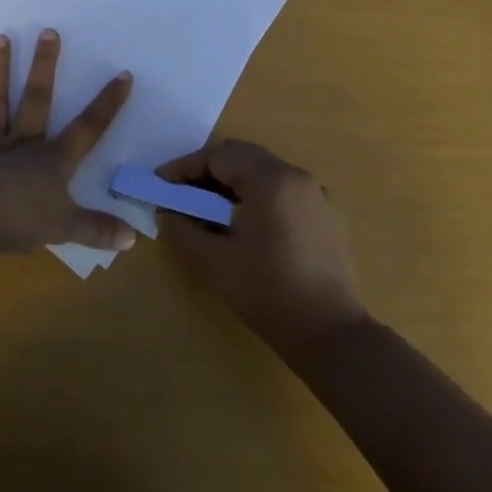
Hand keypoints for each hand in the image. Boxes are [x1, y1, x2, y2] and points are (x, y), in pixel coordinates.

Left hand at [0, 31, 136, 254]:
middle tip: (48, 32)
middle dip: (45, 66)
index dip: (107, 104)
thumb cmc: (20, 221)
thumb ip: (97, 230)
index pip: (88, 128)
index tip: (123, 74)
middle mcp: (22, 145)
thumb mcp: (65, 229)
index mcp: (52, 160)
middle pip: (38, 100)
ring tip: (0, 38)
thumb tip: (133, 239)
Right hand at [157, 140, 367, 354]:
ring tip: (207, 206)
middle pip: (243, 156)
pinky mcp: (326, 214)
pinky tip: (244, 222)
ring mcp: (316, 194)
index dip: (185, 167)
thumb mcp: (216, 262)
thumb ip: (184, 229)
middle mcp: (296, 176)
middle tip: (180, 191)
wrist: (331, 334)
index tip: (160, 182)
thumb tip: (165, 211)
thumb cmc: (269, 293)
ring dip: (233, 182)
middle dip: (208, 169)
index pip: (219, 156)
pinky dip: (257, 195)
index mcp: (271, 180)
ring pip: (264, 171)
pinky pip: (283, 190)